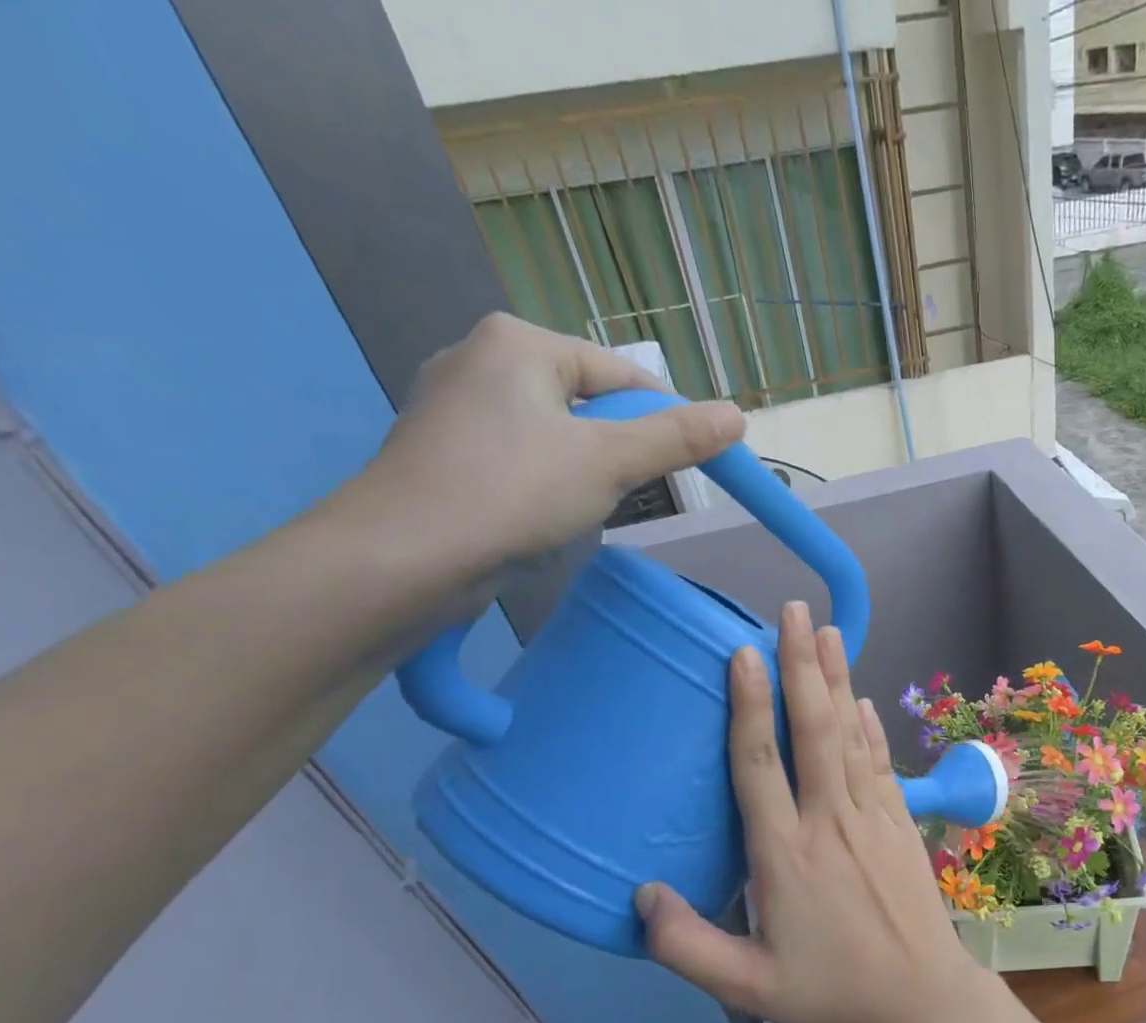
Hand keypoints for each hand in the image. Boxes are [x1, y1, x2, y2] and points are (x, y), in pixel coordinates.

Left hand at [329, 313, 743, 586]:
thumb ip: (676, 438)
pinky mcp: (443, 451)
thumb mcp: (609, 461)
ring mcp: (454, 406)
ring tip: (584, 510)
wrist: (407, 557)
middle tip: (631, 493)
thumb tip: (738, 416)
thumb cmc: (514, 492)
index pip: (621, 374)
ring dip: (584, 471)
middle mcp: (479, 358)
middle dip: (619, 449)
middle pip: (587, 402)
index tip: (691, 465)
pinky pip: (520, 458)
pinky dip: (545, 484)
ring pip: (554, 434)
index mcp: (519, 342)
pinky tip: (543, 517)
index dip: (666, 419)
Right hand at [636, 601, 984, 1022]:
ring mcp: (872, 816)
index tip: (743, 653)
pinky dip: (869, 727)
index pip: (759, 765)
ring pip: (849, 735)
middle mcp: (829, 820)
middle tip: (792, 612)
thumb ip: (687, 946)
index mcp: (786, 854)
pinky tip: (862, 699)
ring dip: (837, 680)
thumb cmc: (834, 991)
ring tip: (828, 630)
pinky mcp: (900, 822)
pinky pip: (880, 762)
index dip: (748, 705)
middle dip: (801, 666)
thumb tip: (640, 897)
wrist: (922, 997)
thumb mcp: (748, 986)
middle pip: (811, 730)